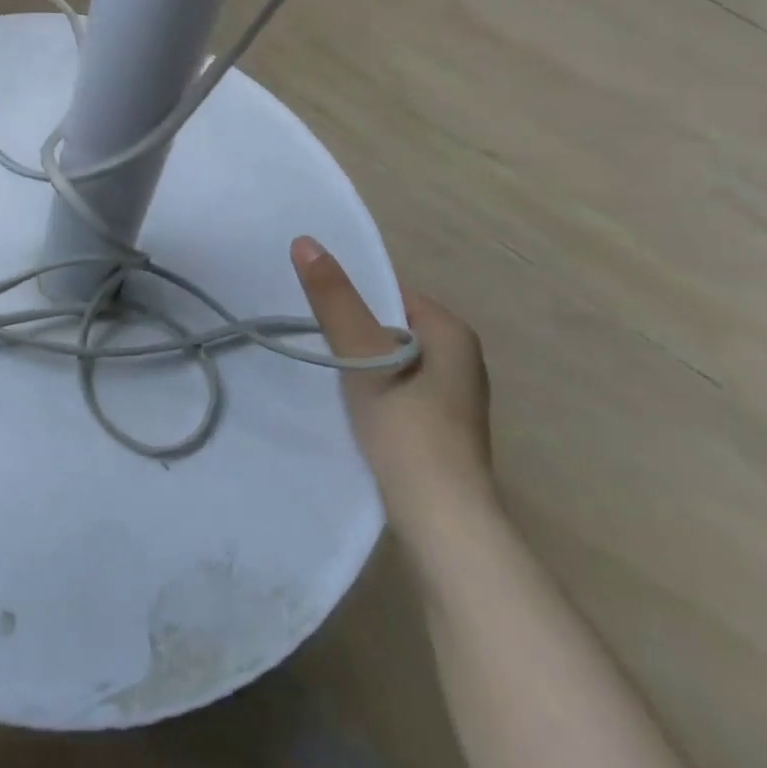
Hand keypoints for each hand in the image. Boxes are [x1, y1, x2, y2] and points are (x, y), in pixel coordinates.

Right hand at [291, 237, 495, 556]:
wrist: (445, 527)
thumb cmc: (408, 431)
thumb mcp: (364, 358)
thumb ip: (336, 300)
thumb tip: (305, 240)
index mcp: (452, 333)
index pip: (390, 294)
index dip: (351, 298)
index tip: (314, 308)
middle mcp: (461, 359)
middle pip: (390, 327)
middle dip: (355, 331)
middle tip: (313, 337)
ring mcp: (454, 398)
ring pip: (393, 360)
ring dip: (362, 363)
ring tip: (326, 369)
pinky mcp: (442, 430)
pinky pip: (399, 389)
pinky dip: (374, 389)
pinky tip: (351, 405)